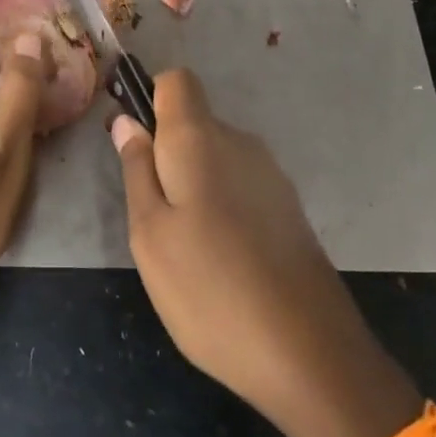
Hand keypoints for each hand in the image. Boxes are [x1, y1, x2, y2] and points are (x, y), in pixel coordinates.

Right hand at [112, 70, 414, 436]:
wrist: (309, 355)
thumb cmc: (209, 289)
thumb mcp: (149, 233)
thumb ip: (136, 169)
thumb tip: (126, 121)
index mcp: (201, 139)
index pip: (175, 81)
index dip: (148, 98)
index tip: (131, 141)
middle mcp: (241, 144)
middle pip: (193, 122)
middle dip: (165, 153)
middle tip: (147, 213)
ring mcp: (271, 177)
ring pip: (215, 158)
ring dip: (191, 184)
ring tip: (182, 245)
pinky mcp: (289, 210)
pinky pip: (239, 186)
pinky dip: (219, 206)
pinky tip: (218, 258)